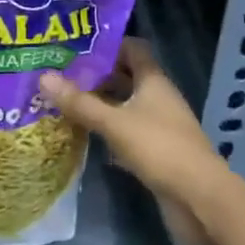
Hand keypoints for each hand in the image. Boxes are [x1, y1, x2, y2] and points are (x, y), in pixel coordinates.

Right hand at [39, 38, 232, 243]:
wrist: (201, 200)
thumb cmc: (160, 148)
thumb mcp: (114, 123)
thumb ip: (80, 103)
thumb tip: (43, 76)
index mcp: (153, 80)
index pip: (132, 48)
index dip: (107, 44)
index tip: (76, 46)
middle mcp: (158, 97)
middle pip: (126, 76)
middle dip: (97, 75)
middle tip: (62, 74)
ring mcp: (159, 126)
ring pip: (125, 106)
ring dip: (101, 104)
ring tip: (66, 101)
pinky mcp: (156, 152)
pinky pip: (127, 132)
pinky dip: (108, 131)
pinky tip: (84, 135)